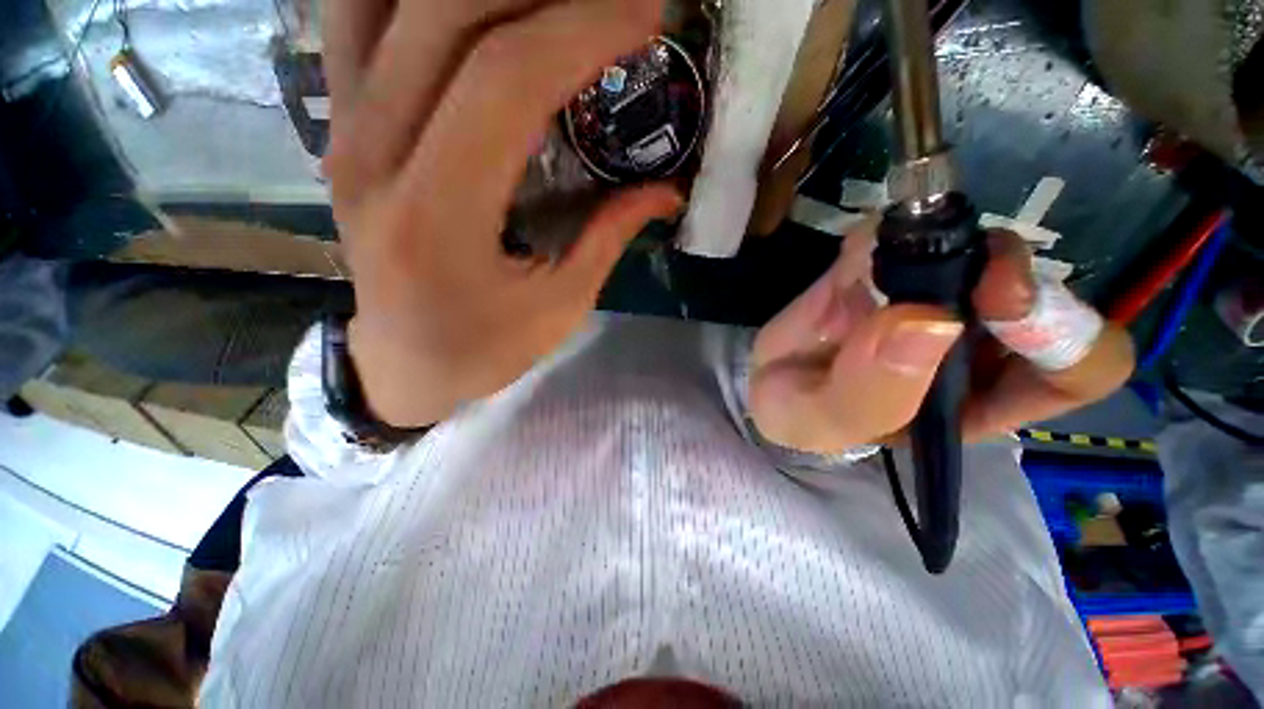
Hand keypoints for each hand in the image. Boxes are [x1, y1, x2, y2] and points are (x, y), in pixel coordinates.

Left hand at [323, 0, 678, 426]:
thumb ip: (609, 237)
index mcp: (436, 216)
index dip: (582, 32)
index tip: (646, 17)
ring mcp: (341, 129)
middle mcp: (372, 154)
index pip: (506, 80)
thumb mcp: (559, 307)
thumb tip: (667, 190)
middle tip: (614, 3)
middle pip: (446, 15)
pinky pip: (357, 16)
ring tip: (549, 4)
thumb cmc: (482, 348)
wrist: (404, 362)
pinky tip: (472, 13)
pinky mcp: (338, 125)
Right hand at [749, 226, 1134, 453]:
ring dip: (941, 241)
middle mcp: (971, 345)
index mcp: (977, 398)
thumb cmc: (800, 414)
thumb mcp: (826, 422)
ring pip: (978, 249)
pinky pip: (905, 233)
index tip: (997, 298)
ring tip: (878, 259)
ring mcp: (929, 298)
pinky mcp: (885, 268)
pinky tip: (853, 256)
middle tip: (935, 258)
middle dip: (999, 266)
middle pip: (1039, 290)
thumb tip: (929, 322)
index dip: (1061, 330)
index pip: (1078, 367)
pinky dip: (883, 235)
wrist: (763, 379)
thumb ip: (871, 392)